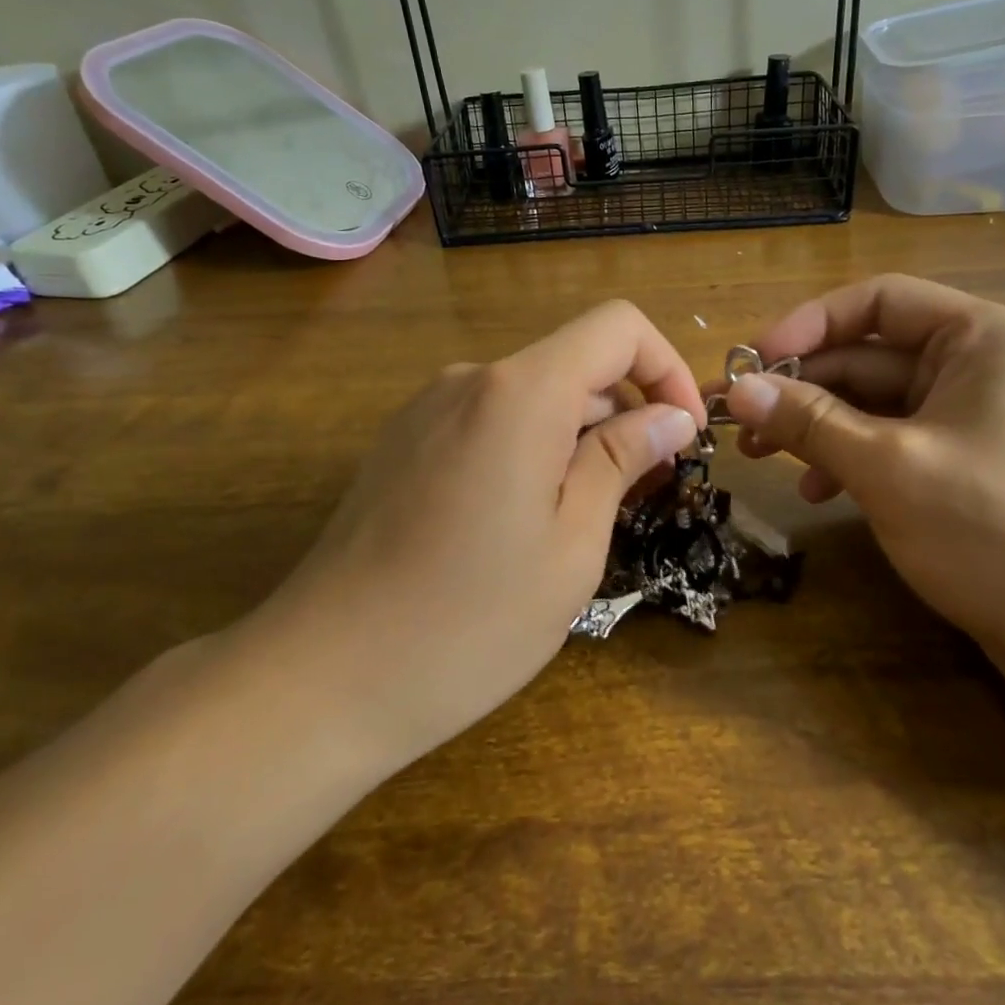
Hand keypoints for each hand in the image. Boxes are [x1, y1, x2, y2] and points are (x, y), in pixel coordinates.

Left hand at [241, 301, 703, 775]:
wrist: (322, 677)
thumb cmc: (468, 622)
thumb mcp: (572, 547)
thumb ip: (622, 461)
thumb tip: (670, 417)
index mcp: (519, 393)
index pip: (617, 327)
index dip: (666, 368)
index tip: (682, 436)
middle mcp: (469, 380)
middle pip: (573, 363)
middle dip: (624, 414)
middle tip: (643, 495)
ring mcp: (426, 409)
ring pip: (531, 396)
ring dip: (576, 438)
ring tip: (581, 520)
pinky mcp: (401, 442)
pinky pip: (487, 422)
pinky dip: (529, 449)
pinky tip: (518, 524)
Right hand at [722, 275, 1004, 673]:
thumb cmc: (998, 530)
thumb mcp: (889, 467)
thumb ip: (809, 421)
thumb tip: (738, 390)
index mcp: (981, 338)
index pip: (878, 301)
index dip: (808, 324)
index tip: (753, 362)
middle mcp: (983, 364)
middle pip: (871, 355)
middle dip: (802, 386)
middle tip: (738, 419)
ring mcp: (977, 417)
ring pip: (878, 403)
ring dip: (819, 426)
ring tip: (761, 458)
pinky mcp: (971, 464)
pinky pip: (897, 441)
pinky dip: (853, 459)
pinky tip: (816, 493)